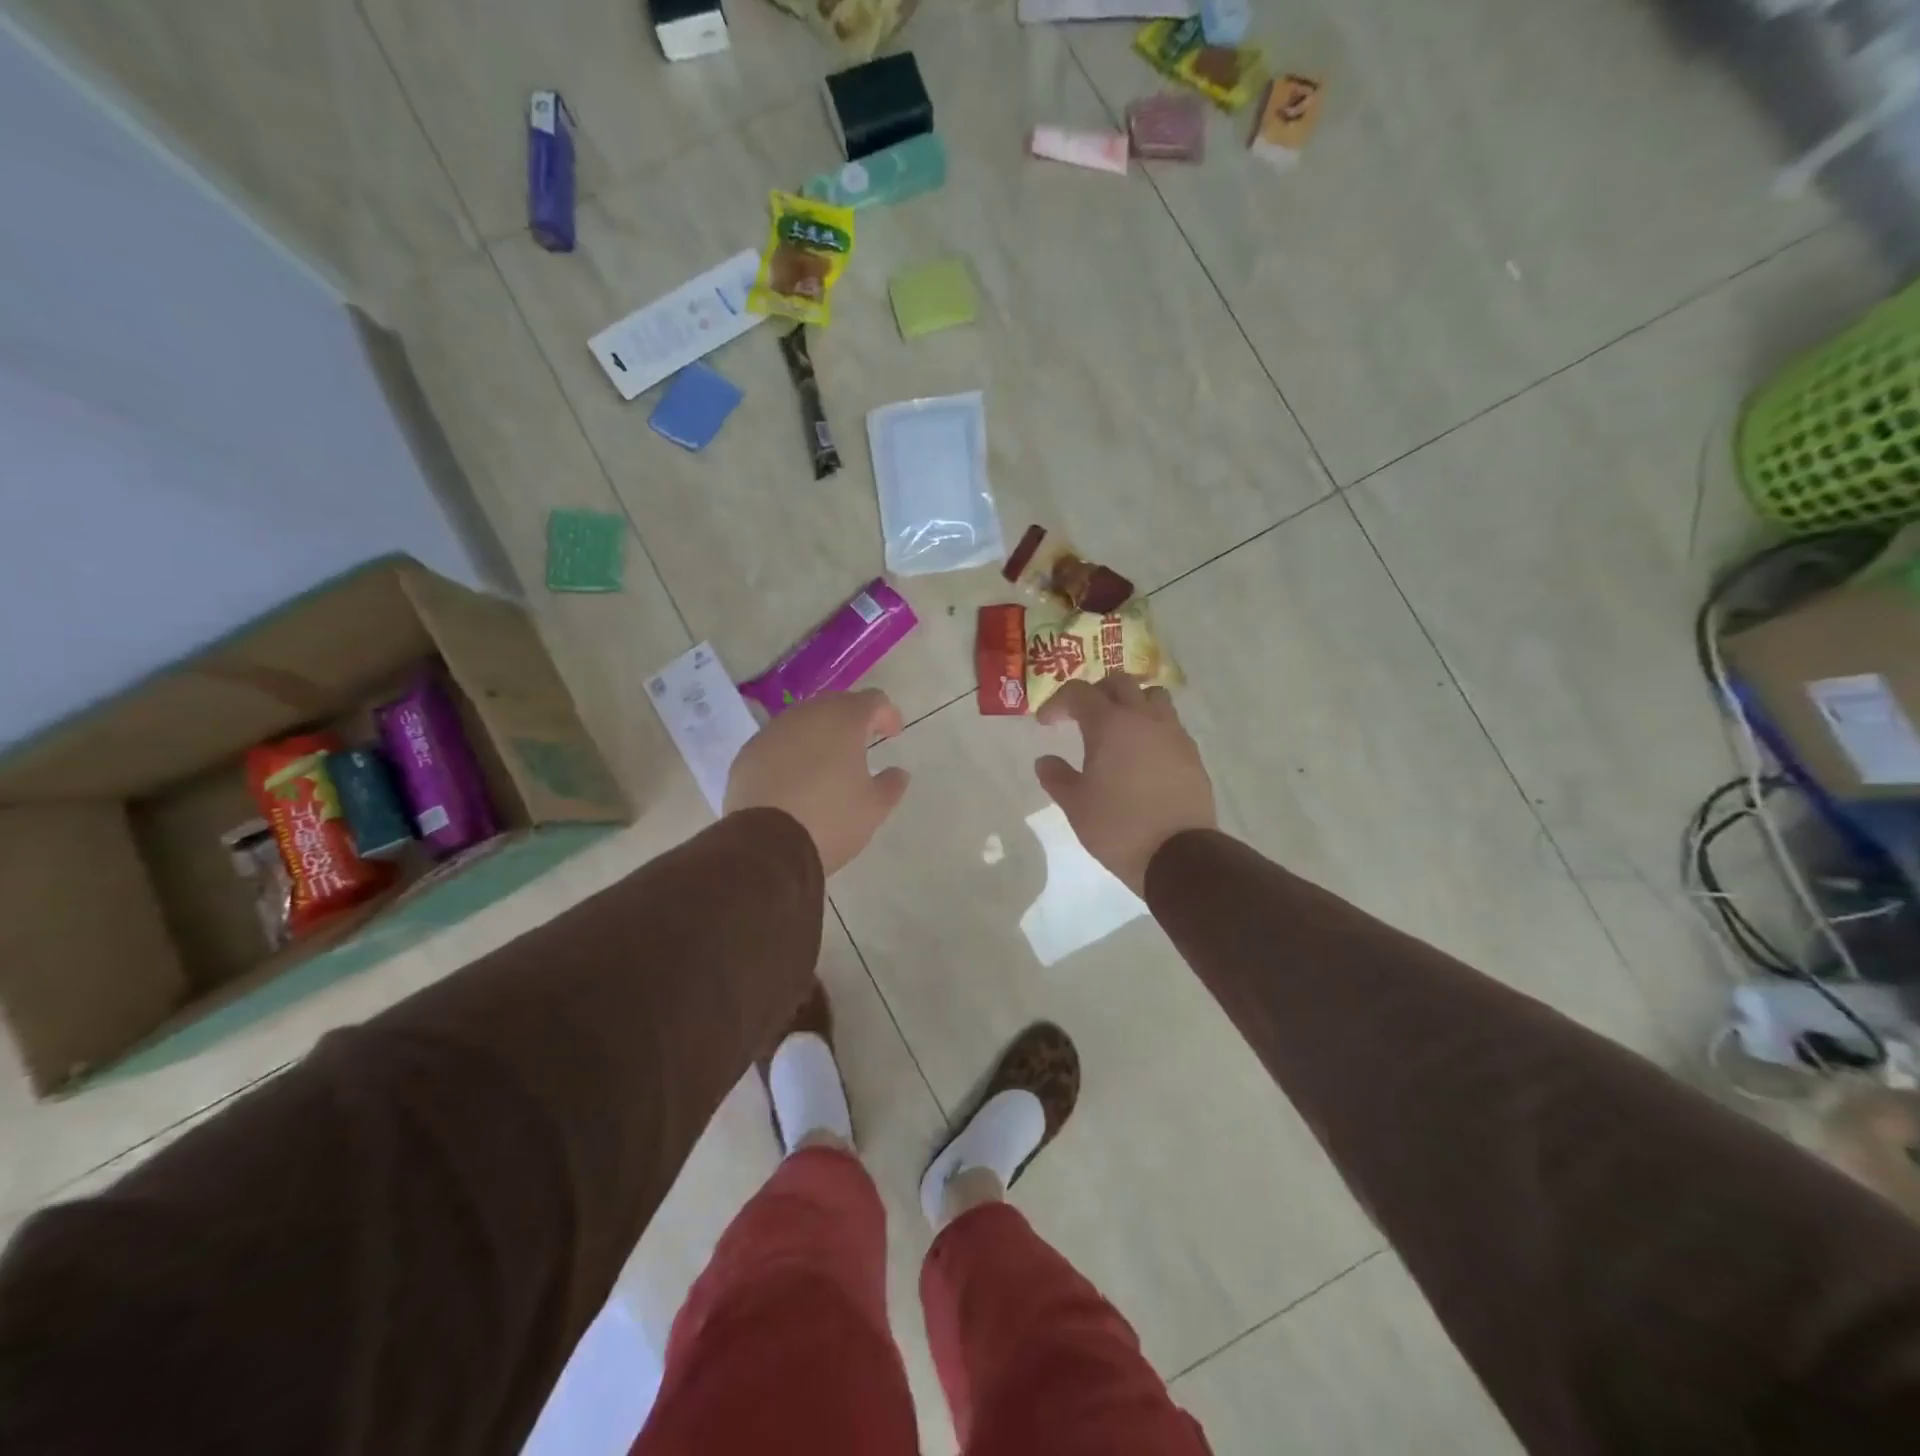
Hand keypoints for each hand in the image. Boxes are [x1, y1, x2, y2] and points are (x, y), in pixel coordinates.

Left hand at [725, 689, 910, 875]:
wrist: (766, 846)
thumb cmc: (831, 820)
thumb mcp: (874, 808)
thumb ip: (891, 784)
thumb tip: (898, 772)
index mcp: (844, 721)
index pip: (873, 700)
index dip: (887, 714)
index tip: (893, 734)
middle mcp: (807, 716)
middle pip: (836, 704)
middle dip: (852, 720)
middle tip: (862, 744)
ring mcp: (772, 732)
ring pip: (803, 721)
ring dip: (819, 735)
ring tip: (827, 762)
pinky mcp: (748, 753)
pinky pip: (777, 743)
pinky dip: (791, 752)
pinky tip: (794, 779)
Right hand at [1034, 676, 1216, 896]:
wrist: (1178, 854)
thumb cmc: (1117, 826)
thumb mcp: (1075, 805)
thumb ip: (1056, 777)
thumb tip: (1045, 761)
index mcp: (1109, 724)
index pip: (1079, 693)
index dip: (1058, 703)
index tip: (1046, 724)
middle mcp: (1143, 718)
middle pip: (1119, 682)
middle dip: (1096, 692)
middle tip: (1081, 716)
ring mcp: (1173, 733)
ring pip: (1152, 696)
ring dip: (1132, 702)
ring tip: (1118, 727)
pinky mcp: (1191, 753)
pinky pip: (1170, 724)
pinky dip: (1152, 727)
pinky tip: (1143, 754)